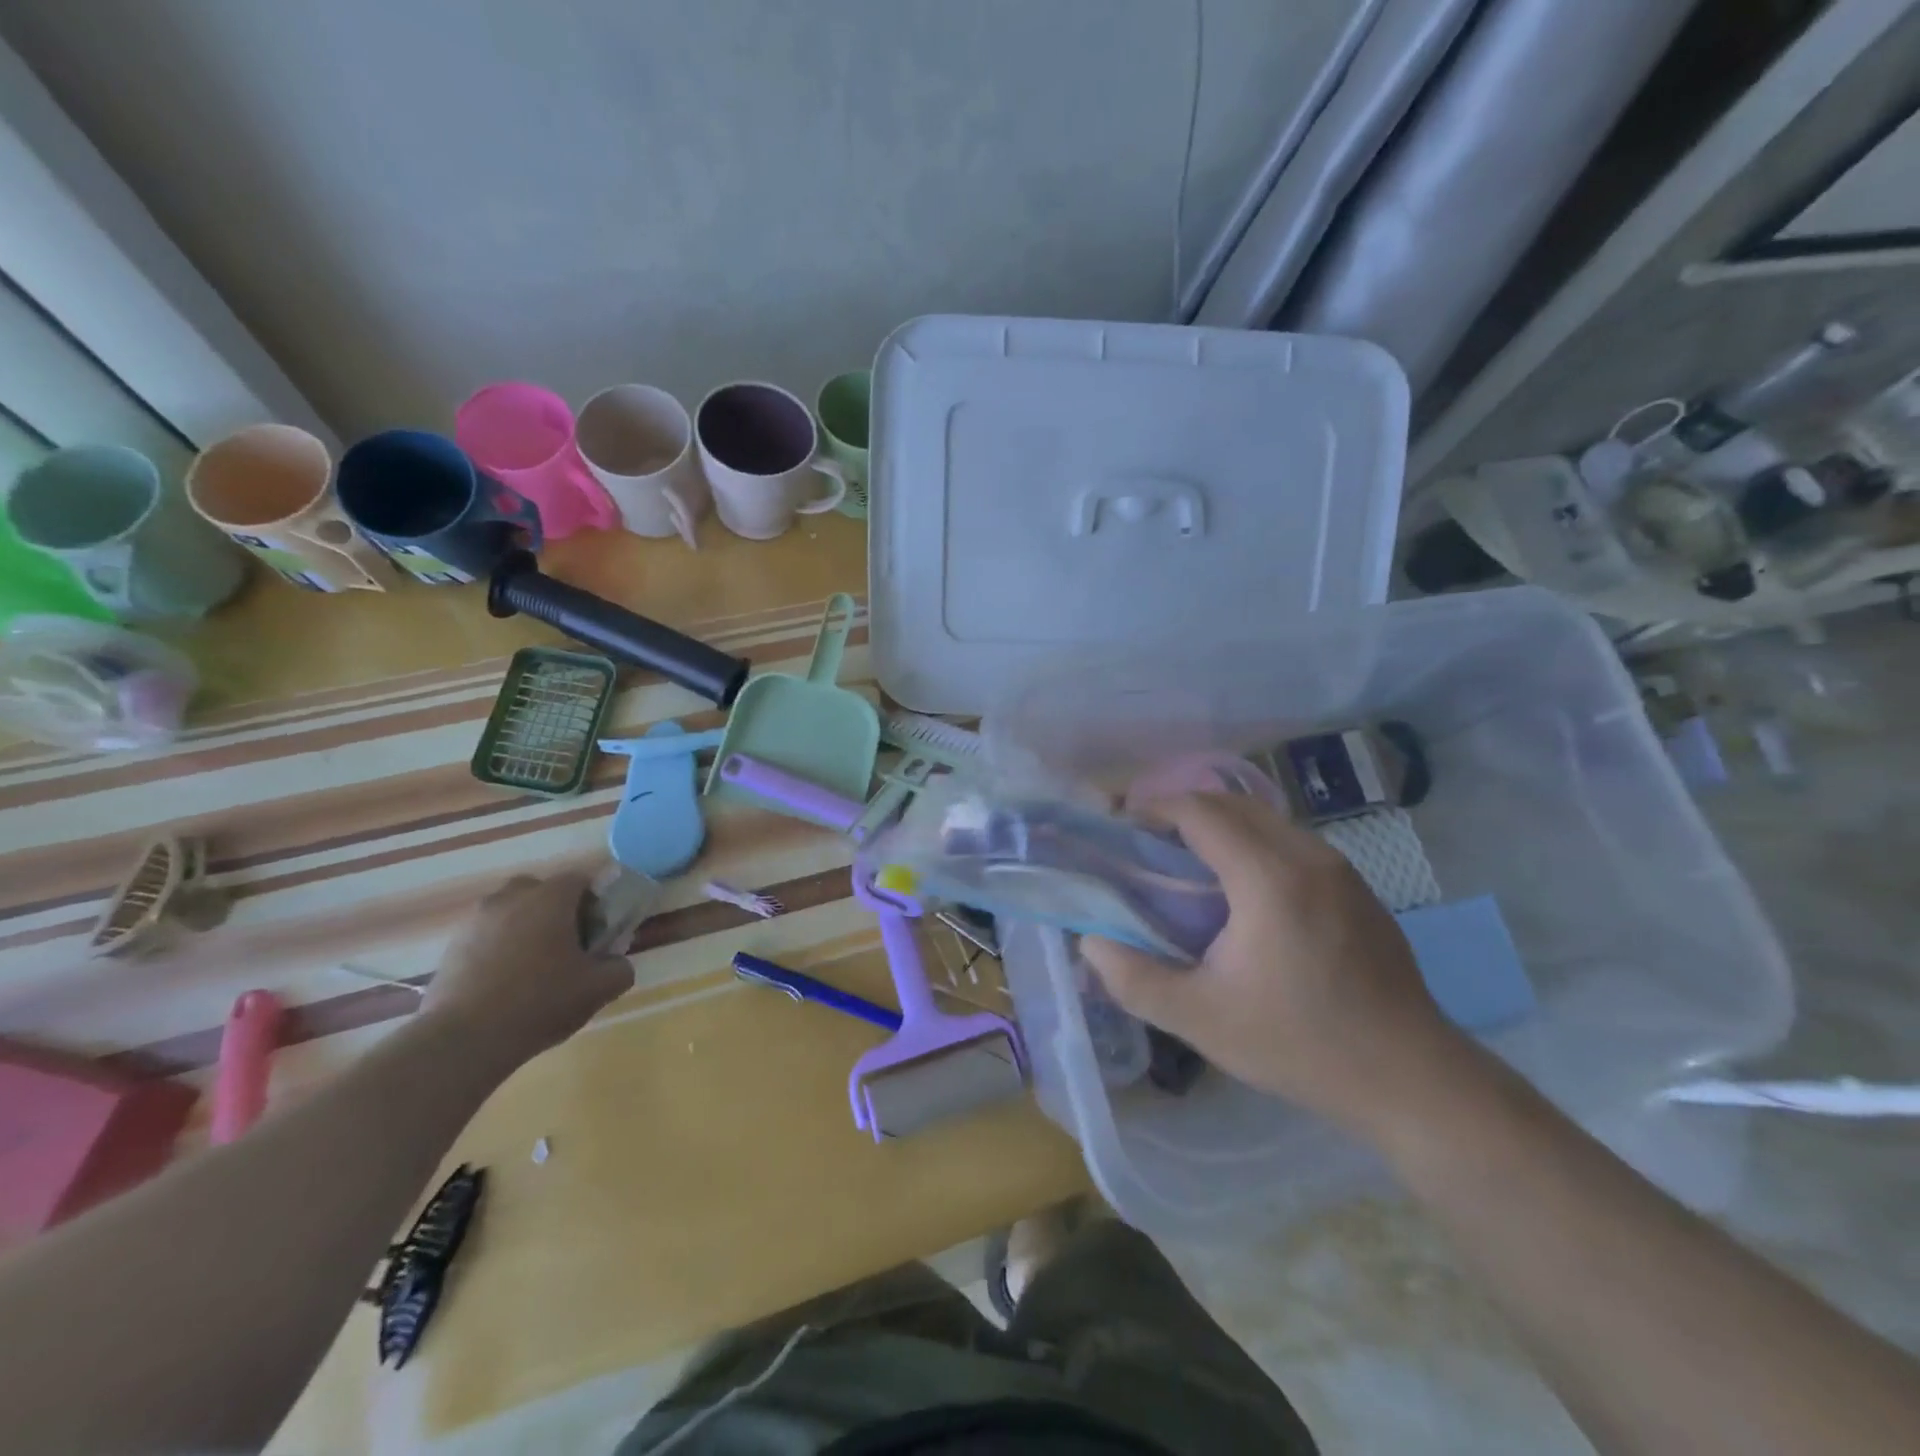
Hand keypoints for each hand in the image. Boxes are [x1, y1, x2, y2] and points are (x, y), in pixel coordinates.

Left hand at [421, 872, 634, 1071]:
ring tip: (533, 969)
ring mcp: (476, 921)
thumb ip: (620, 968)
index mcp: (550, 898)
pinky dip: (499, 950)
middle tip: (566, 945)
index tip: (597, 933)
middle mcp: (511, 898)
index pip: (580, 880)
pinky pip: (486, 936)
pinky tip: (505, 985)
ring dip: (525, 929)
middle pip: (540, 890)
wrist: (464, 1040)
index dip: (594, 903)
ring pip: (510, 912)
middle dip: (556, 910)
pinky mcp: (451, 948)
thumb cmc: (540, 1002)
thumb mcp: (598, 989)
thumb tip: (616, 963)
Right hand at [1080, 793, 1472, 1137]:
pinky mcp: (1358, 889)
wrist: (1412, 1079)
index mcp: (1268, 877)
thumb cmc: (1299, 1044)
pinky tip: (1241, 891)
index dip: (1154, 808)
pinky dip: (1252, 844)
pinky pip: (1292, 842)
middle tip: (1146, 843)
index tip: (1121, 825)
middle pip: (1233, 804)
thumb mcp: (1201, 1020)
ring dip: (1220, 826)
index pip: (1201, 811)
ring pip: (1266, 820)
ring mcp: (1341, 870)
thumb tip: (1090, 943)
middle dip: (1183, 811)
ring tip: (1187, 864)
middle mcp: (1308, 856)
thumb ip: (1134, 979)